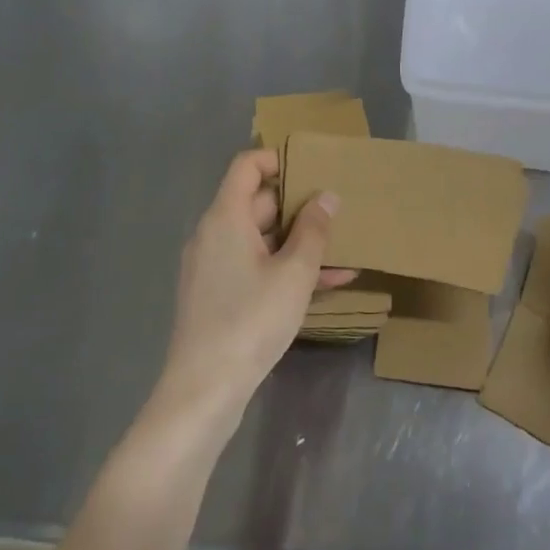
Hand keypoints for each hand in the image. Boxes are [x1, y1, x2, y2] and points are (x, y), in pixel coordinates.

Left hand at [150, 149, 346, 433]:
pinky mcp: (219, 295)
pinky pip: (256, 267)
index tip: (312, 170)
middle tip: (339, 211)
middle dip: (299, 206)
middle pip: (257, 203)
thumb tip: (327, 197)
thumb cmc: (251, 320)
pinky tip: (330, 283)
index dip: (278, 160)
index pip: (246, 166)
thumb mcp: (294, 273)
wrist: (205, 389)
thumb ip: (314, 230)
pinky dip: (286, 269)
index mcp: (225, 218)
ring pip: (262, 240)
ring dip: (300, 243)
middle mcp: (214, 235)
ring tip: (344, 249)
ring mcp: (214, 267)